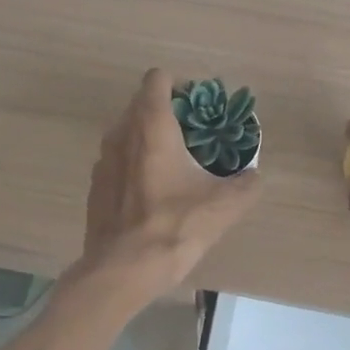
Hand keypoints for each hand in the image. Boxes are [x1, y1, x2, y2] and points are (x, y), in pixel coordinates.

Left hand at [73, 68, 262, 303]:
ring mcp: (103, 160)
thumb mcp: (224, 206)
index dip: (179, 85)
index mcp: (151, 127)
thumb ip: (246, 184)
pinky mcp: (95, 185)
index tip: (198, 107)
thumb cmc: (174, 227)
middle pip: (142, 103)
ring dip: (150, 138)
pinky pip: (118, 159)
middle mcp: (121, 133)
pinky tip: (153, 193)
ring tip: (176, 164)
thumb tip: (254, 176)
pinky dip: (135, 163)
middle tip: (195, 136)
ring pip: (128, 131)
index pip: (157, 79)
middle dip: (168, 112)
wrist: (122, 270)